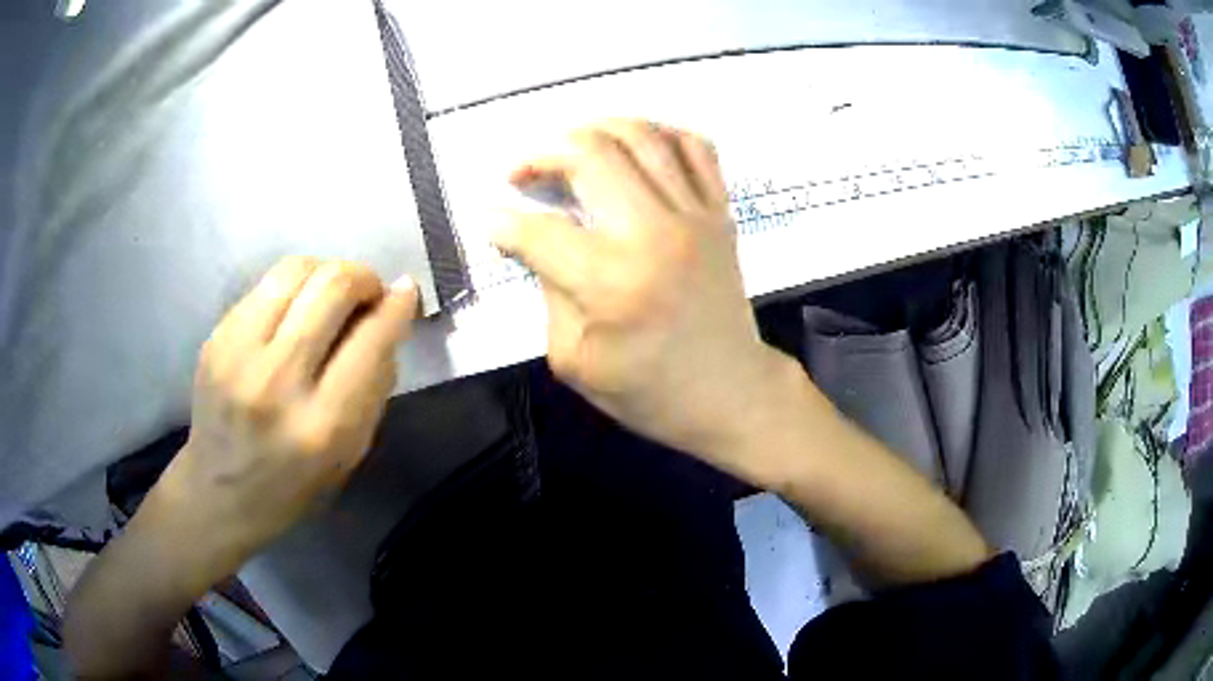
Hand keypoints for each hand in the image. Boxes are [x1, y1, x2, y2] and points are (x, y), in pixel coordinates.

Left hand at [149, 257, 417, 582]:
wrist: (219, 491)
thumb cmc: (294, 484)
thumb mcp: (351, 453)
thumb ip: (375, 385)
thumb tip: (390, 316)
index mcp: (322, 425)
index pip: (371, 340)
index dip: (396, 305)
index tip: (405, 291)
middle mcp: (277, 381)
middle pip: (332, 286)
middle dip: (362, 277)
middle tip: (367, 294)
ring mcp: (238, 353)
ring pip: (296, 269)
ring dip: (326, 272)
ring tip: (331, 295)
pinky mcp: (215, 337)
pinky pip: (265, 286)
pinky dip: (292, 289)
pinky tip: (293, 313)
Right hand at [494, 120, 795, 472]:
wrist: (729, 392)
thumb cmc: (648, 390)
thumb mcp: (574, 359)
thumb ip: (547, 289)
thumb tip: (529, 239)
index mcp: (611, 281)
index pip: (538, 229)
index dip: (502, 221)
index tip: (491, 220)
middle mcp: (654, 233)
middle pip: (590, 153)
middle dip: (541, 154)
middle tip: (523, 173)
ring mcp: (695, 215)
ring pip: (641, 134)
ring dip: (593, 128)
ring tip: (569, 148)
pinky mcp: (719, 212)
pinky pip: (695, 146)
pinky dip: (660, 132)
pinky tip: (634, 146)